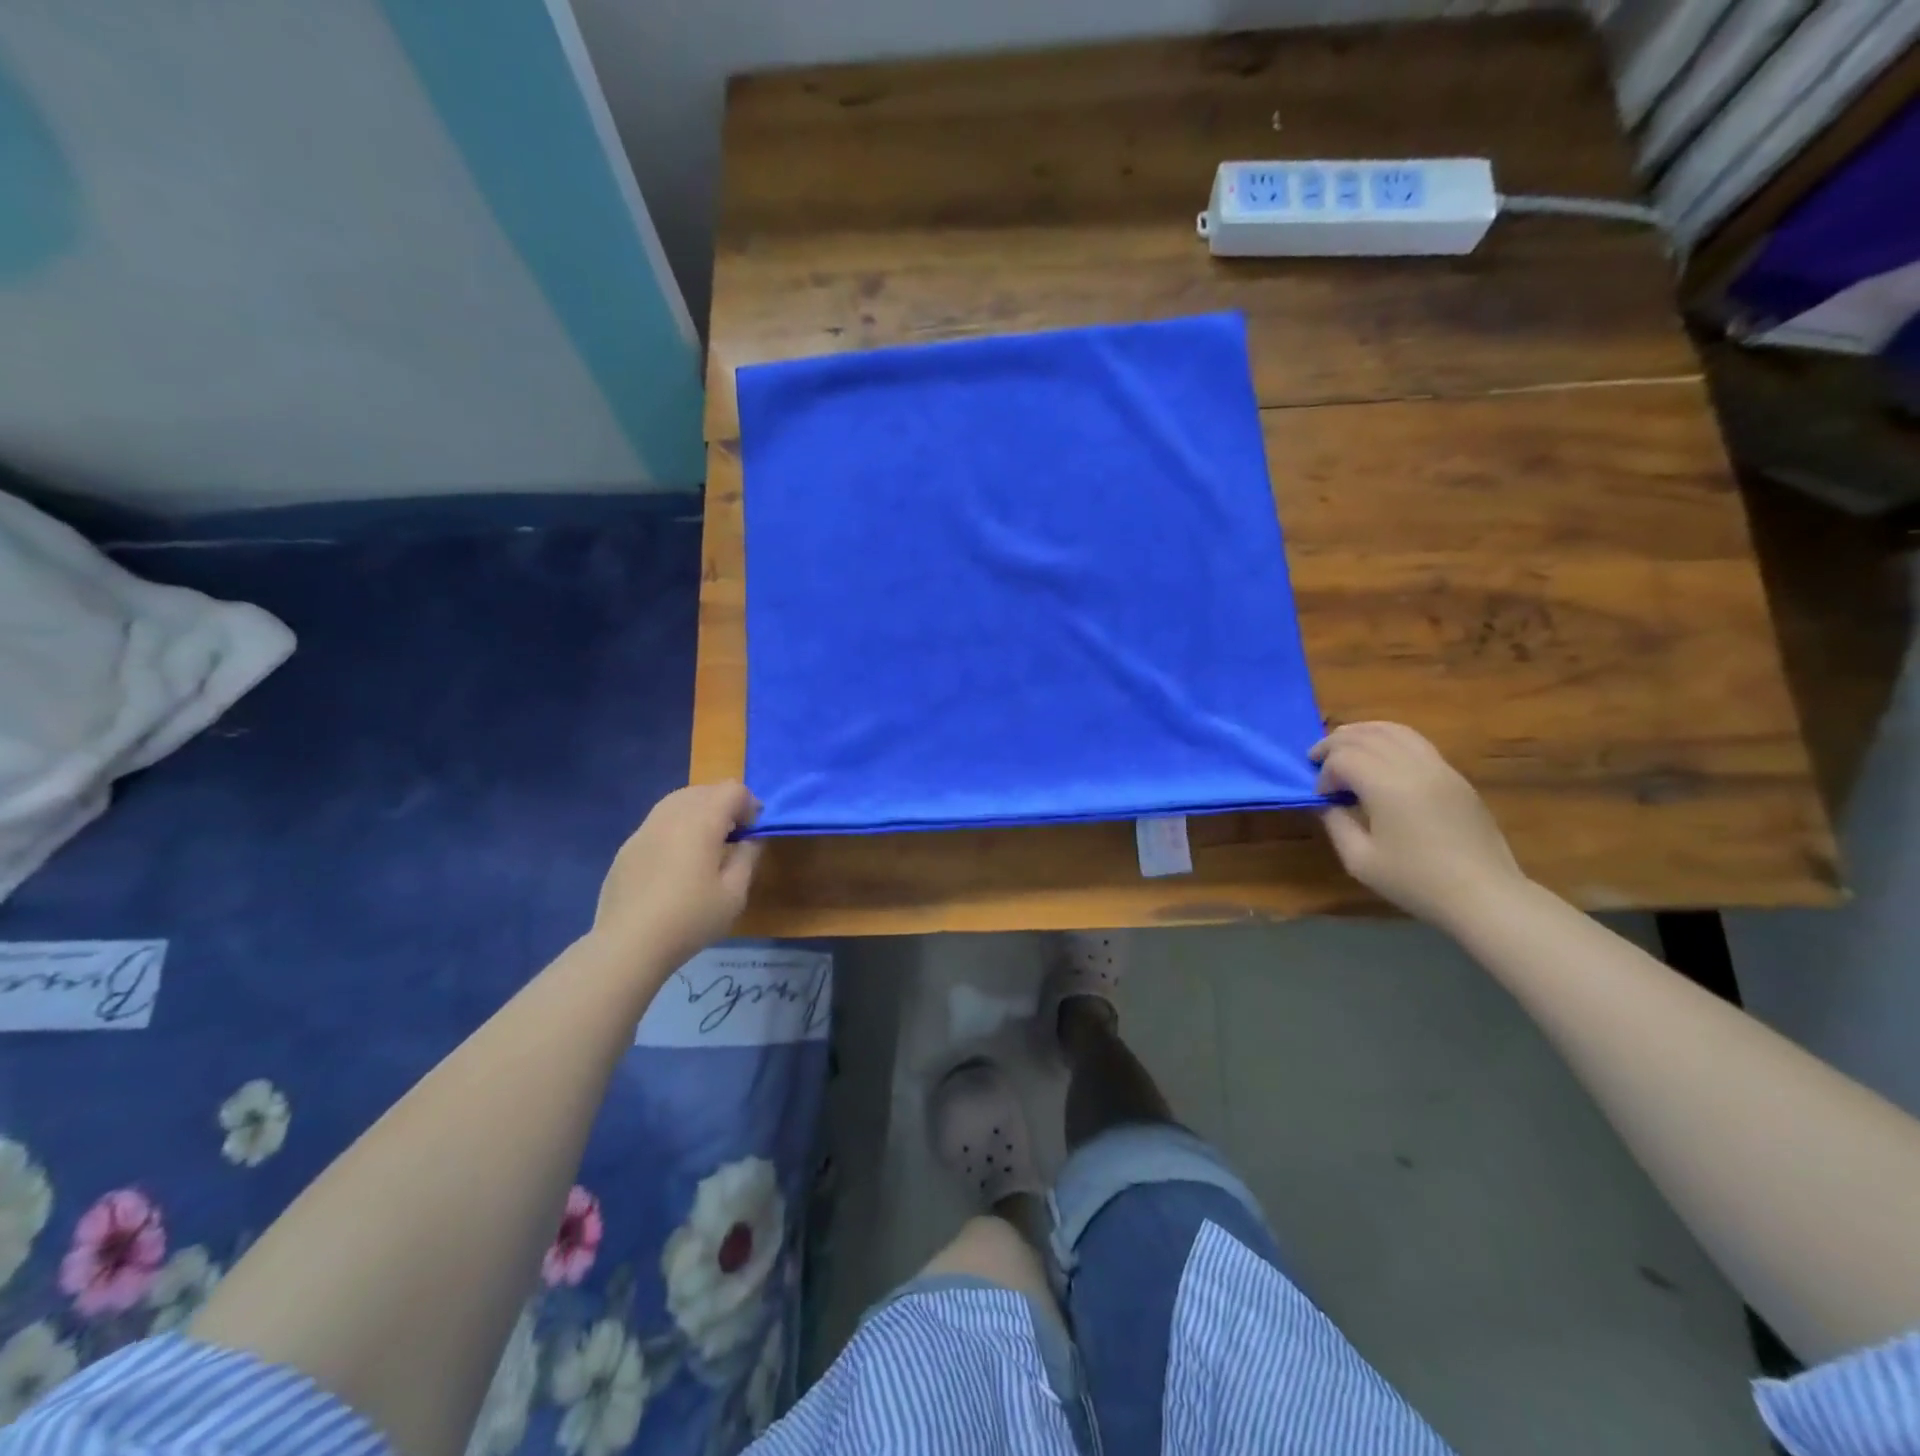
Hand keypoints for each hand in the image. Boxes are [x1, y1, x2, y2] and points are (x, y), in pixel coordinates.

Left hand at [593, 783, 762, 970]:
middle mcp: (672, 814)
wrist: (628, 944)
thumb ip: (748, 856)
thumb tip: (751, 838)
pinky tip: (677, 861)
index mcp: (702, 821)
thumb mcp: (734, 893)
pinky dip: (677, 827)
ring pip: (678, 801)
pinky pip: (659, 821)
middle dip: (725, 805)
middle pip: (704, 790)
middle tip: (734, 837)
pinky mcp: (628, 846)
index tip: (754, 832)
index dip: (750, 804)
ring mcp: (645, 828)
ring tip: (706, 845)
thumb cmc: (690, 918)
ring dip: (699, 812)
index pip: (733, 790)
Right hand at [1310, 723, 1526, 928]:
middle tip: (1316, 759)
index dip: (1324, 774)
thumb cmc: (1416, 881)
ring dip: (1361, 733)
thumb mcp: (1360, 860)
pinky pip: (1416, 741)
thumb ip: (1336, 823)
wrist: (1484, 895)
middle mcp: (1413, 766)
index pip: (1343, 759)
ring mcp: (1439, 767)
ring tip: (1342, 745)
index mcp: (1387, 786)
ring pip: (1393, 730)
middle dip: (1334, 744)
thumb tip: (1326, 802)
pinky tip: (1378, 754)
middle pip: (1365, 736)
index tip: (1321, 798)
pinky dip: (1388, 738)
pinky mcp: (1454, 776)